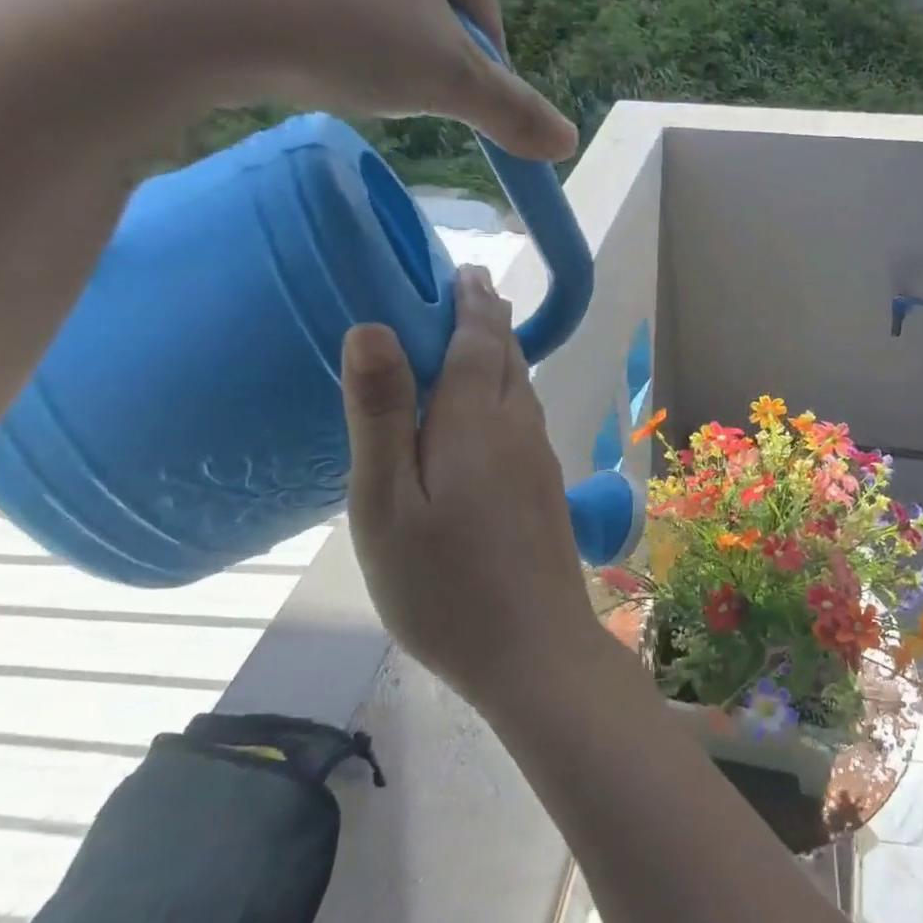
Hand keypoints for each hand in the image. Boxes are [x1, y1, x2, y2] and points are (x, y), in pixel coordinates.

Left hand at [0, 0, 578, 163]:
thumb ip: (513, 111)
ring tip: (334, 69)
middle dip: (419, 48)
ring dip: (365, 34)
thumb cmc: (343, 26)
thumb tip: (568, 143)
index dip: (479, 67)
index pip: (482, 5)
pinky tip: (285, 44)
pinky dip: (306, 15)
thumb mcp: (448, 82)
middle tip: (393, 92)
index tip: (454, 107)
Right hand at [338, 266, 599, 710]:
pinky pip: (527, 424)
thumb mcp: (388, 504)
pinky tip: (492, 417)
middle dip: (490, 323)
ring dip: (503, 358)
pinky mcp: (549, 493)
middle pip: (510, 360)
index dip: (471, 303)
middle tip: (468, 293)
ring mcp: (542, 463)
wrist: (535, 651)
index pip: (481, 341)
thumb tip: (374, 328)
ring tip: (479, 341)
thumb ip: (383, 415)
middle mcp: (521, 431)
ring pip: (524, 392)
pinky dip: (509, 398)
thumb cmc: (445, 586)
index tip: (463, 271)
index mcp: (480, 422)